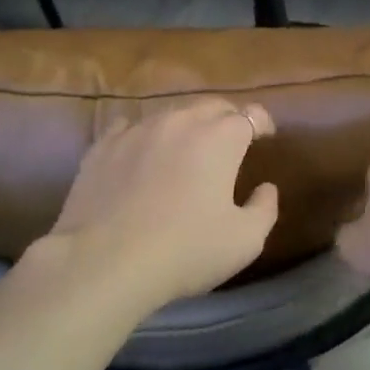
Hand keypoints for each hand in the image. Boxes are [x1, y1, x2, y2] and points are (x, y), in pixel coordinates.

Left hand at [39, 98, 279, 310]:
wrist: (105, 262)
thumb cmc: (185, 251)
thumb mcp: (245, 240)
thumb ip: (264, 208)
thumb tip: (266, 188)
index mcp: (220, 138)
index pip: (251, 114)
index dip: (262, 122)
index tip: (266, 137)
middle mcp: (181, 121)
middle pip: (211, 106)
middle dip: (226, 119)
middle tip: (230, 141)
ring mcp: (138, 129)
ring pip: (171, 114)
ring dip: (186, 126)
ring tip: (186, 148)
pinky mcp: (103, 145)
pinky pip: (129, 126)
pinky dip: (143, 135)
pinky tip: (141, 151)